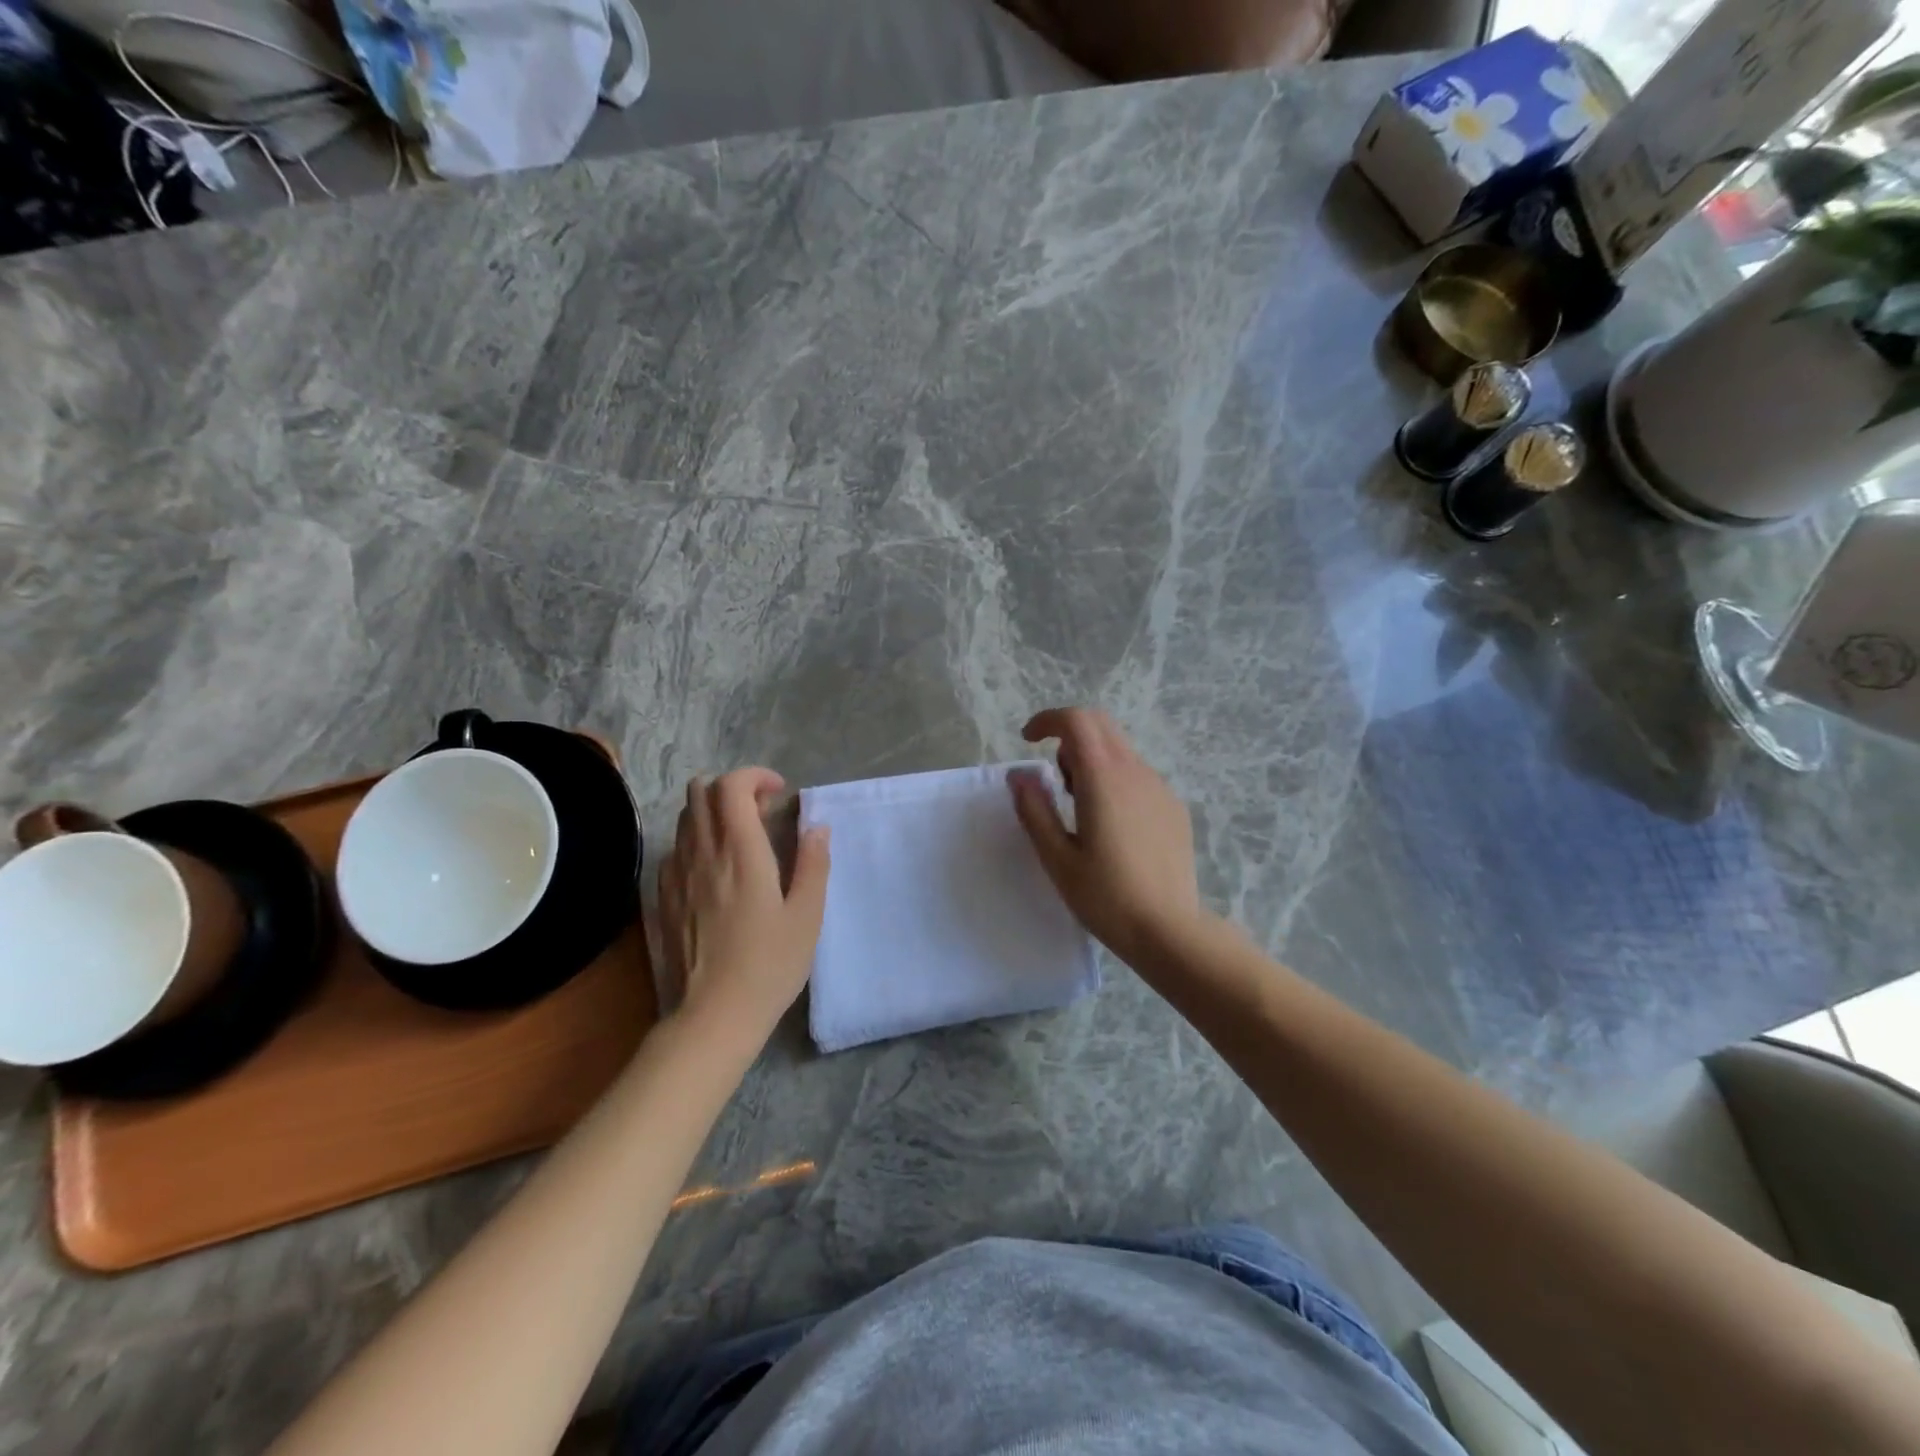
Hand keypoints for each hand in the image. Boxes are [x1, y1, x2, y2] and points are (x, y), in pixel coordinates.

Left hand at [657, 769, 830, 1035]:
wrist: (713, 1015)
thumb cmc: (770, 965)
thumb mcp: (807, 915)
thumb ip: (813, 863)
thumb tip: (816, 827)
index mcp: (741, 852)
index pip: (731, 786)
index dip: (755, 776)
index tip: (779, 793)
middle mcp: (702, 853)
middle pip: (700, 791)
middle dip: (732, 788)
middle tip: (761, 813)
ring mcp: (676, 875)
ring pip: (684, 818)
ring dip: (713, 813)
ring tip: (742, 841)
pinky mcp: (663, 898)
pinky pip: (675, 850)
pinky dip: (697, 842)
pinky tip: (716, 872)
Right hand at [1009, 707, 1202, 963]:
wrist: (1169, 931)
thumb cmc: (1106, 897)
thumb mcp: (1057, 858)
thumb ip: (1034, 810)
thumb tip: (1018, 775)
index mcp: (1103, 778)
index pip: (1076, 721)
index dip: (1047, 720)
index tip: (1028, 740)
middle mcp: (1135, 772)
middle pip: (1101, 725)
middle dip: (1069, 736)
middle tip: (1054, 779)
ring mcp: (1160, 788)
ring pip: (1120, 750)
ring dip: (1091, 760)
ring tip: (1079, 809)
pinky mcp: (1173, 807)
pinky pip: (1137, 775)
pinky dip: (1114, 779)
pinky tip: (1111, 827)